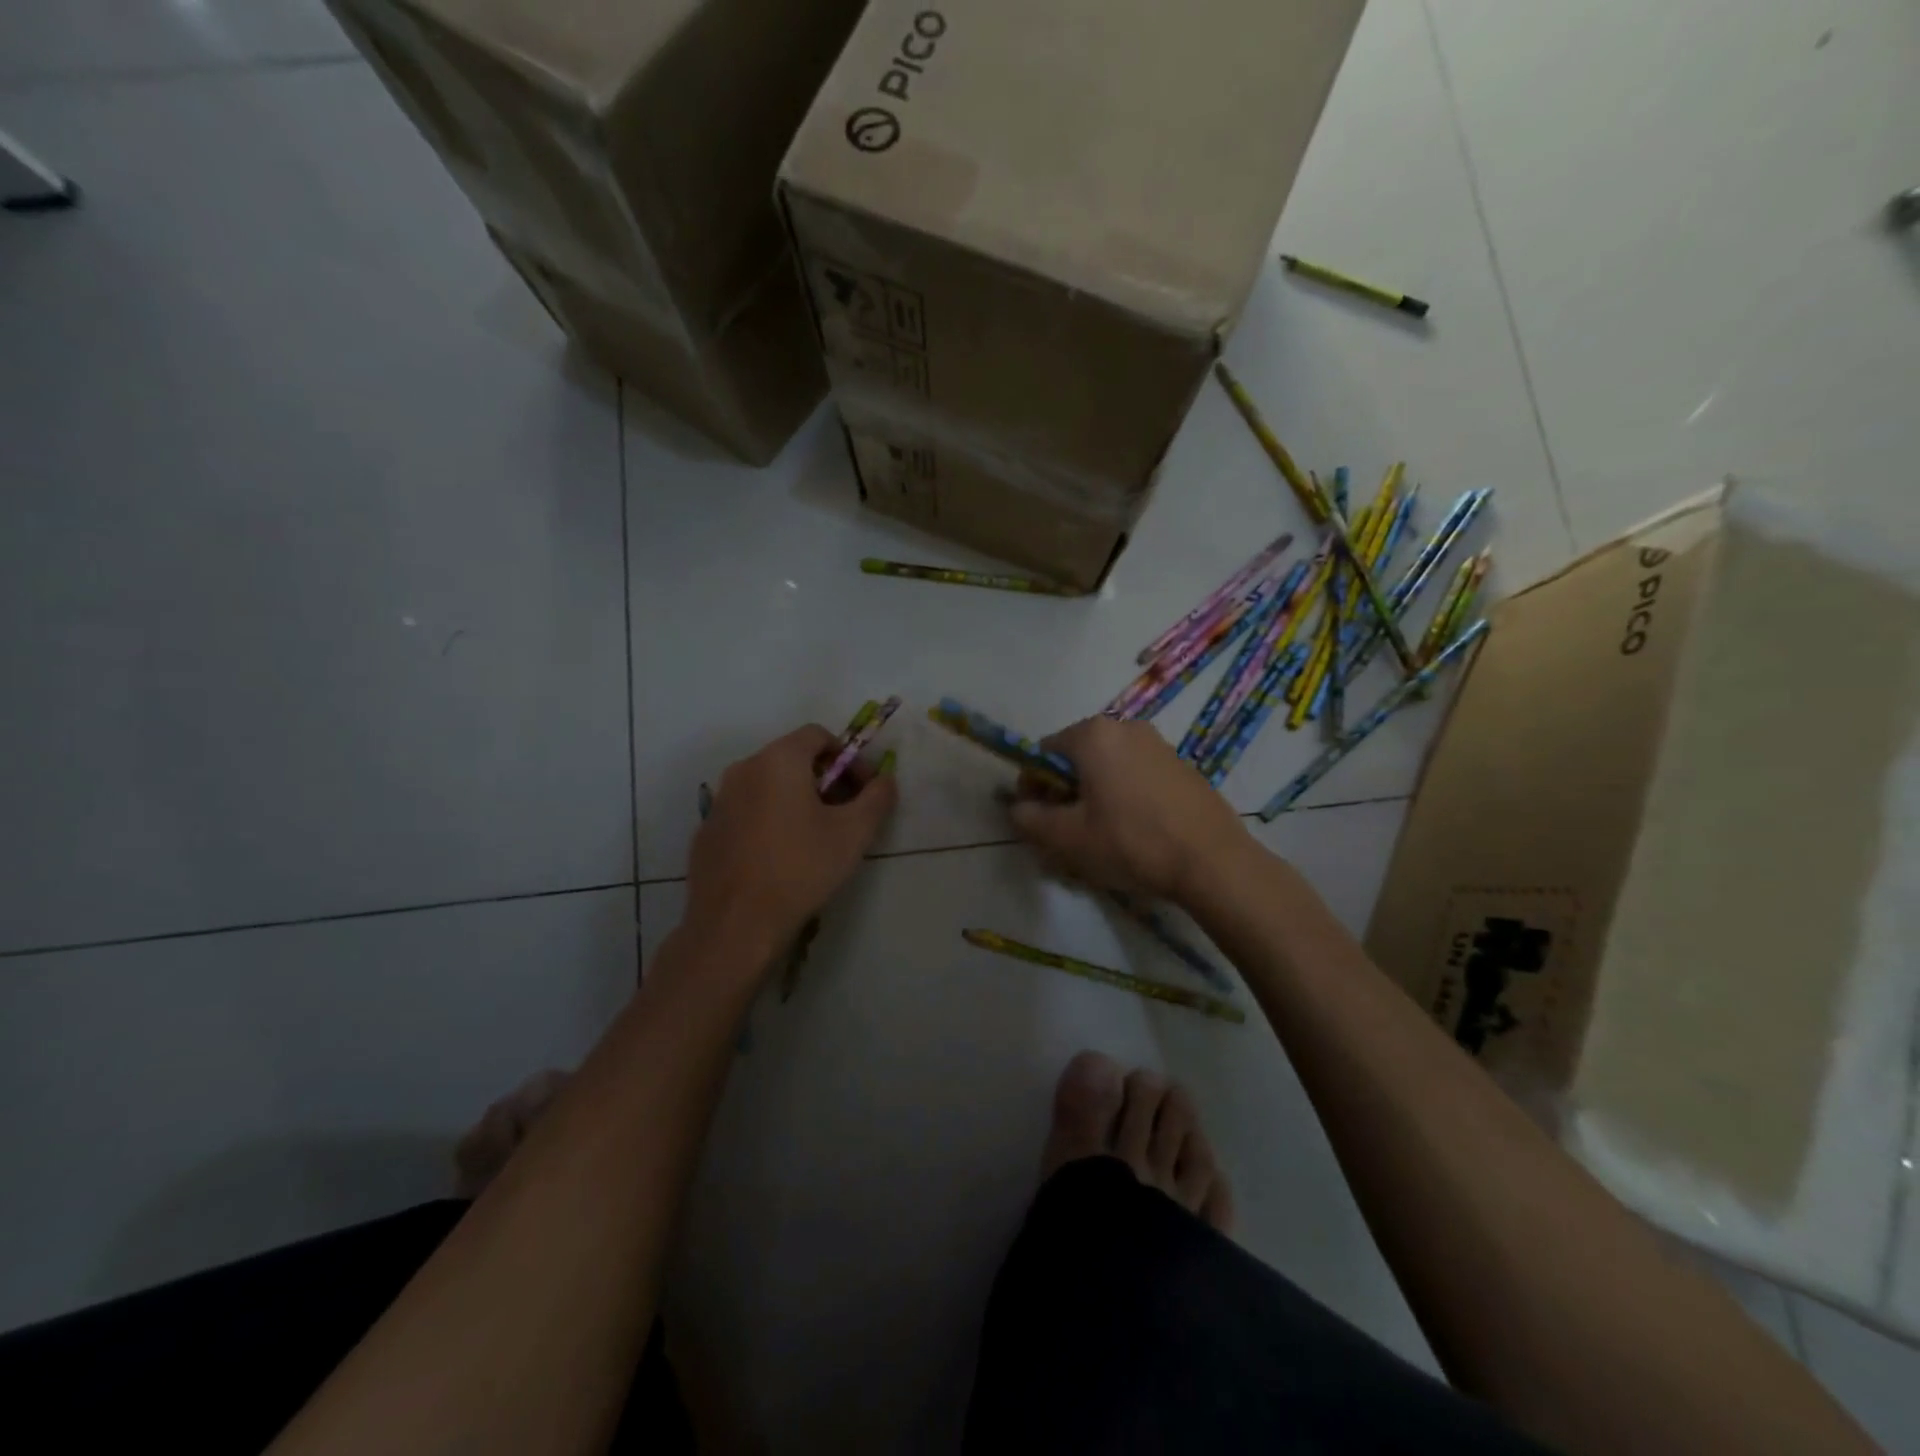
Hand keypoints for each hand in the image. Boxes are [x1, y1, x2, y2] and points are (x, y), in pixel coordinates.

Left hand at [686, 725, 897, 959]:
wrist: (735, 925)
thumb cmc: (801, 869)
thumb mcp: (854, 833)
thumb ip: (877, 797)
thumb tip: (885, 780)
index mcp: (778, 760)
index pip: (818, 735)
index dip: (848, 758)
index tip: (863, 790)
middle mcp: (743, 769)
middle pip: (792, 758)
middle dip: (824, 779)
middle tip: (844, 815)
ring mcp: (720, 801)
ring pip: (767, 786)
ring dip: (796, 800)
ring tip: (815, 838)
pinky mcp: (707, 832)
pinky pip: (746, 813)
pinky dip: (768, 821)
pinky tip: (780, 858)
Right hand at [1009, 716, 1248, 903]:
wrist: (1212, 861)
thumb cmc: (1131, 843)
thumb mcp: (1067, 838)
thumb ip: (1030, 818)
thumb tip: (1017, 807)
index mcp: (1093, 735)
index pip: (1043, 752)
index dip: (1034, 786)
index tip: (1040, 818)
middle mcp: (1125, 727)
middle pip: (1077, 757)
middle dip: (1065, 791)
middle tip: (1069, 831)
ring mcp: (1158, 744)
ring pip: (1108, 766)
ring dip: (1095, 794)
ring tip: (1102, 835)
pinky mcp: (1181, 764)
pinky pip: (1136, 774)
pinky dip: (1125, 794)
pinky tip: (1135, 830)